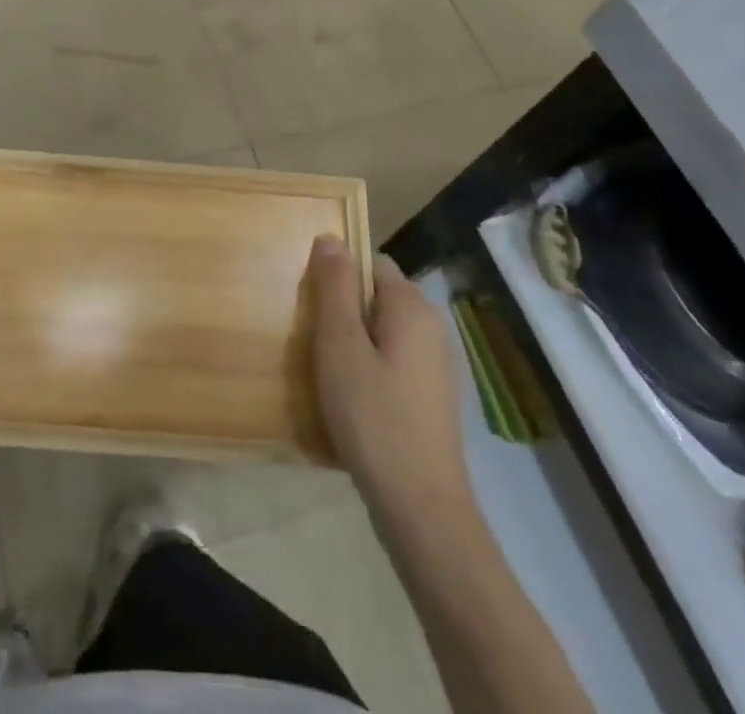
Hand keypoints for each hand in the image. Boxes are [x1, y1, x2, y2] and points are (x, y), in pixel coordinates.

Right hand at [309, 238, 466, 522]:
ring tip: (324, 369)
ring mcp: (435, 363)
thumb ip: (334, 289)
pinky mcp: (430, 394)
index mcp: (412, 306)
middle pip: (376, 294)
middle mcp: (431, 325)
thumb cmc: (374, 417)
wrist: (422, 508)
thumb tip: (330, 237)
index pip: (370, 262)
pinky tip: (349, 397)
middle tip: (311, 337)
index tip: (310, 302)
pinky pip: (391, 358)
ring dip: (352, 340)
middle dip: (341, 308)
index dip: (337, 274)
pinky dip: (368, 366)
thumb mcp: (341, 347)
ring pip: (382, 329)